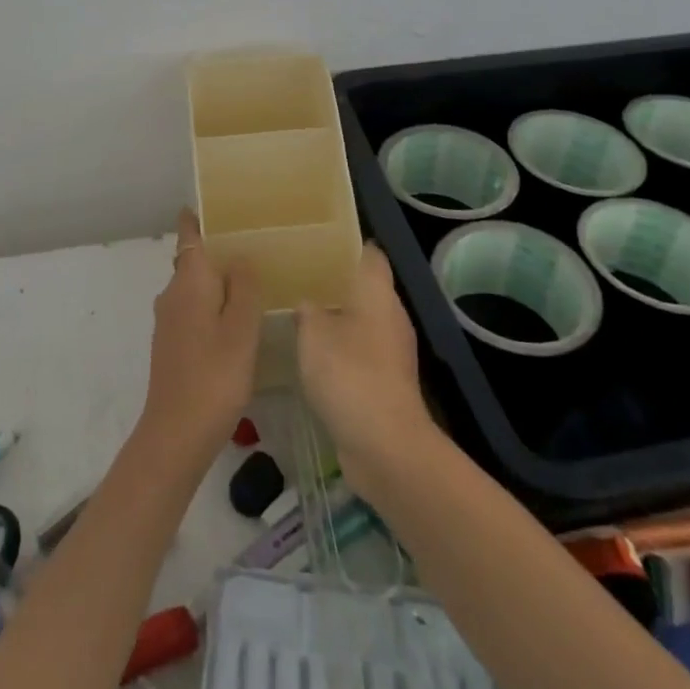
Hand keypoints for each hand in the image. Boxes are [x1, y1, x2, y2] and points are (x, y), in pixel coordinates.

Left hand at [135, 209, 262, 468]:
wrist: (175, 435)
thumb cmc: (214, 376)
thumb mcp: (241, 329)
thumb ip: (243, 287)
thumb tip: (240, 256)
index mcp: (189, 282)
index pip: (189, 234)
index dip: (198, 217)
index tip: (219, 205)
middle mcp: (172, 294)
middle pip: (193, 259)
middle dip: (217, 249)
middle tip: (254, 244)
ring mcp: (169, 321)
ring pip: (194, 287)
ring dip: (217, 280)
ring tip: (252, 280)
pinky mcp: (171, 345)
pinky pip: (194, 309)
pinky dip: (212, 305)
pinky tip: (236, 321)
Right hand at [296, 246, 432, 498]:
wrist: (385, 445)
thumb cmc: (349, 374)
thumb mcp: (313, 334)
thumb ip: (307, 310)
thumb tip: (306, 303)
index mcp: (378, 293)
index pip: (369, 254)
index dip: (346, 245)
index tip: (316, 243)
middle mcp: (391, 315)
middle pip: (365, 287)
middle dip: (334, 283)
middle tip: (297, 277)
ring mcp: (392, 351)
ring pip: (361, 321)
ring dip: (336, 319)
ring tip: (298, 314)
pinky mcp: (387, 382)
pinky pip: (361, 352)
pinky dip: (341, 350)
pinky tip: (312, 355)